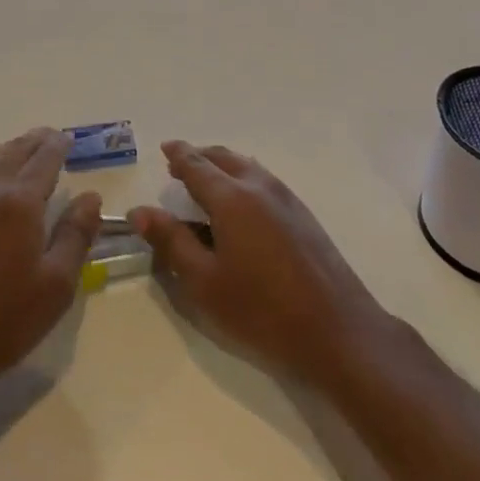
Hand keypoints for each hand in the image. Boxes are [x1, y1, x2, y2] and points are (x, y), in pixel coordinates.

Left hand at [0, 128, 101, 398]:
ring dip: (16, 146)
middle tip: (56, 139)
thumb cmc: (3, 319)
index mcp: (20, 201)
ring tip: (32, 152)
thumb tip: (91, 197)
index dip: (60, 145)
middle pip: (18, 149)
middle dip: (39, 140)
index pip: (45, 158)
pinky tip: (2, 178)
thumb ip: (76, 235)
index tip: (72, 139)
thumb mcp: (56, 285)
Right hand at [130, 141, 389, 385]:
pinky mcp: (304, 215)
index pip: (196, 165)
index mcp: (231, 197)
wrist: (338, 332)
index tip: (165, 148)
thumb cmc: (262, 311)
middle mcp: (258, 186)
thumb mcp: (204, 282)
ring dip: (223, 165)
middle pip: (224, 158)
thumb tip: (140, 210)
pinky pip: (264, 181)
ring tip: (209, 180)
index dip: (178, 155)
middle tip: (180, 165)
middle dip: (200, 156)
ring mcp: (286, 198)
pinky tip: (242, 202)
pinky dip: (244, 178)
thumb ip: (171, 241)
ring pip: (247, 167)